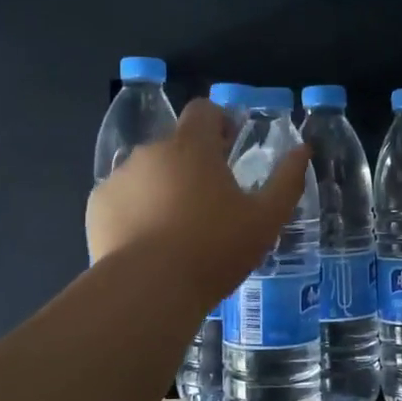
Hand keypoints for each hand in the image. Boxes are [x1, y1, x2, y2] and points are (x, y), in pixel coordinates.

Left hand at [86, 100, 311, 303]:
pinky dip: (136, 210)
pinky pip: (123, 198)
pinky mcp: (98, 205)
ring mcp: (120, 177)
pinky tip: (149, 243)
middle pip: (176, 144)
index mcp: (192, 146)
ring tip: (178, 229)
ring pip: (148, 172)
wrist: (148, 290)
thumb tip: (303, 150)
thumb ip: (287, 179)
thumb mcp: (266, 219)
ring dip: (164, 187)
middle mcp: (151, 151)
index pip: (203, 110)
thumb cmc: (214, 249)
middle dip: (193, 164)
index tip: (230, 150)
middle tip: (211, 203)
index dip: (219, 123)